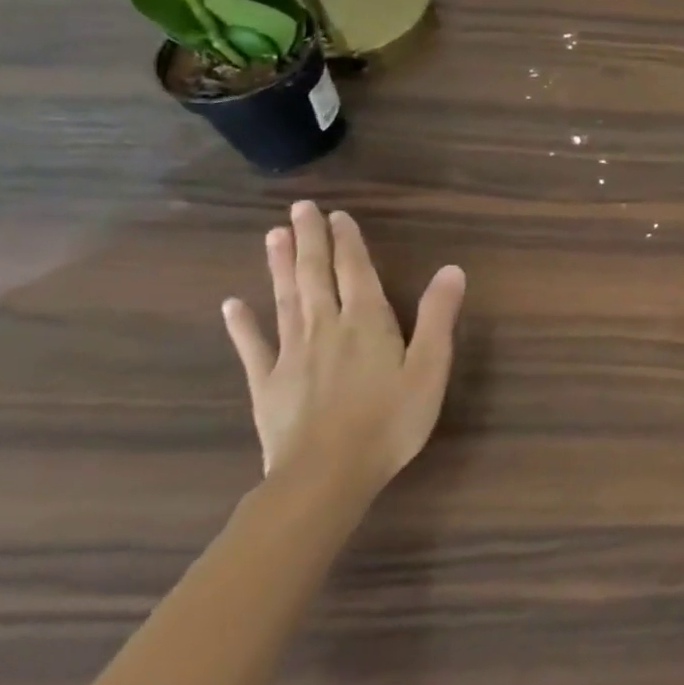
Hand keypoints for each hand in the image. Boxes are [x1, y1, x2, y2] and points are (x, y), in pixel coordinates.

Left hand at [222, 201, 465, 500]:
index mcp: (367, 321)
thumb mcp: (430, 367)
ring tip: (272, 236)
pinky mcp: (267, 384)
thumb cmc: (390, 420)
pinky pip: (253, 346)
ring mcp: (291, 355)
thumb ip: (439, 316)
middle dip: (309, 240)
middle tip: (299, 208)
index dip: (347, 242)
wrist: (326, 476)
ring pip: (285, 300)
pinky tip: (232, 305)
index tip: (338, 214)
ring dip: (279, 266)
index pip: (355, 271)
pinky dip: (242, 324)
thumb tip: (451, 269)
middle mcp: (326, 327)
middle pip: (314, 275)